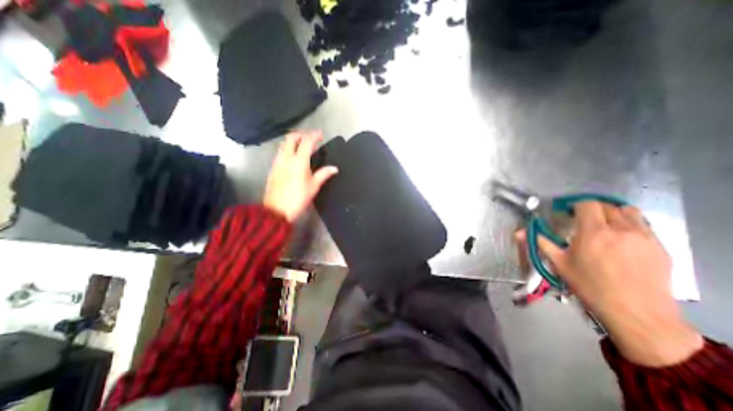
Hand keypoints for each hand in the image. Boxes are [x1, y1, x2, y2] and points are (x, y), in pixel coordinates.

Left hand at [263, 129, 336, 220]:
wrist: (277, 210)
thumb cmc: (298, 198)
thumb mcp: (314, 187)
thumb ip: (323, 174)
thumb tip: (334, 168)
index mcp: (299, 161)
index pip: (306, 142)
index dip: (314, 136)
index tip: (320, 135)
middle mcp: (286, 158)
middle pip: (291, 138)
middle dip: (301, 134)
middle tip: (310, 138)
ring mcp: (277, 162)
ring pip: (284, 144)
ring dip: (293, 141)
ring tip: (302, 147)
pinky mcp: (273, 168)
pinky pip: (280, 153)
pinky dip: (287, 150)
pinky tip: (293, 158)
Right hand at [534, 202, 703, 365]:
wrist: (637, 313)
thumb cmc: (590, 286)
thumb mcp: (560, 264)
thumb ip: (541, 243)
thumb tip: (519, 232)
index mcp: (594, 232)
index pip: (587, 204)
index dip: (575, 205)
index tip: (568, 212)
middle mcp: (621, 229)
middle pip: (607, 205)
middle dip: (592, 208)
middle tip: (582, 220)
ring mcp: (645, 237)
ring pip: (628, 212)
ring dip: (613, 214)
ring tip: (604, 226)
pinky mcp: (660, 247)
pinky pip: (644, 226)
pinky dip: (629, 225)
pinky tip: (621, 240)